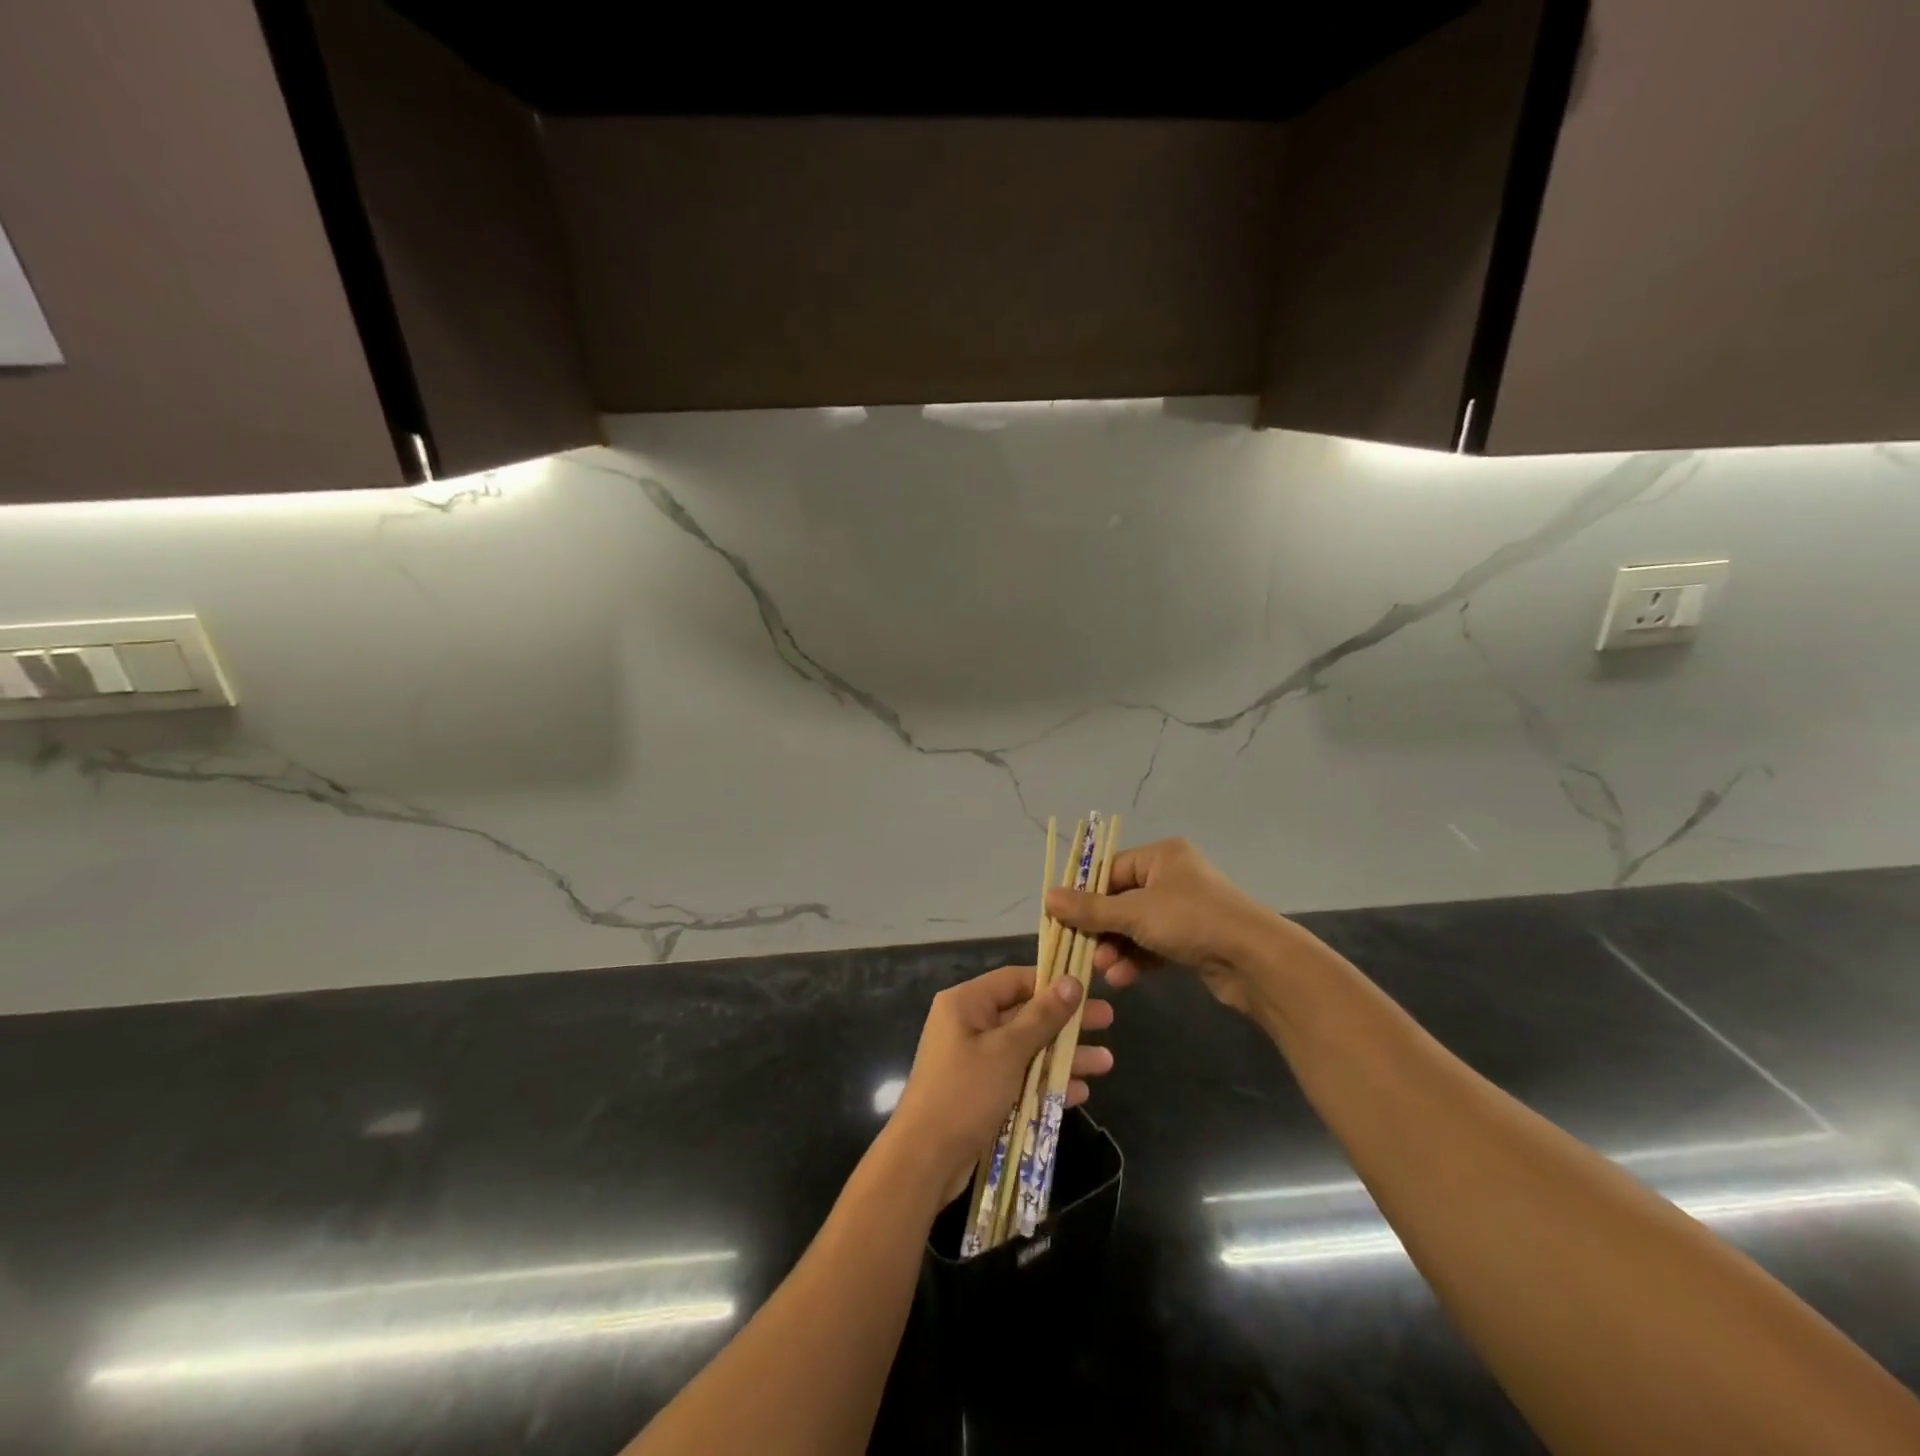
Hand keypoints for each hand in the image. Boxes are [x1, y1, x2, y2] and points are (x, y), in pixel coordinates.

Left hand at [887, 965, 1114, 1200]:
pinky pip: (1020, 1078)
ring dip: (1063, 1056)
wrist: (924, 1160)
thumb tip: (1072, 981)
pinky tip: (1078, 1092)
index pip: (1015, 979)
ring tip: (1106, 1063)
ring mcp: (975, 1060)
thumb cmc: (965, 1093)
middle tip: (1108, 1021)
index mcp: (966, 1003)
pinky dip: (1046, 1083)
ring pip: (1028, 1049)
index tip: (1089, 988)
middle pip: (1026, 1014)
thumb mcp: (1008, 1051)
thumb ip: (1042, 1016)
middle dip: (1066, 1022)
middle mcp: (969, 1025)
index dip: (1052, 982)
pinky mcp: (982, 1092)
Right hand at [1045, 837, 1311, 1020]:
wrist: (1255, 961)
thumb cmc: (1191, 921)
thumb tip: (1047, 897)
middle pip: (1121, 900)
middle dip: (1101, 928)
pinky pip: (1154, 945)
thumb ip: (1089, 908)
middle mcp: (1172, 877)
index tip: (1062, 919)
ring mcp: (1185, 910)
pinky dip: (1137, 960)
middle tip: (1082, 951)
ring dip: (1116, 948)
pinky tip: (1123, 979)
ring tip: (1103, 970)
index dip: (1084, 895)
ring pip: (1136, 927)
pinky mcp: (1193, 940)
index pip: (1109, 870)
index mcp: (1161, 856)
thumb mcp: (1134, 912)